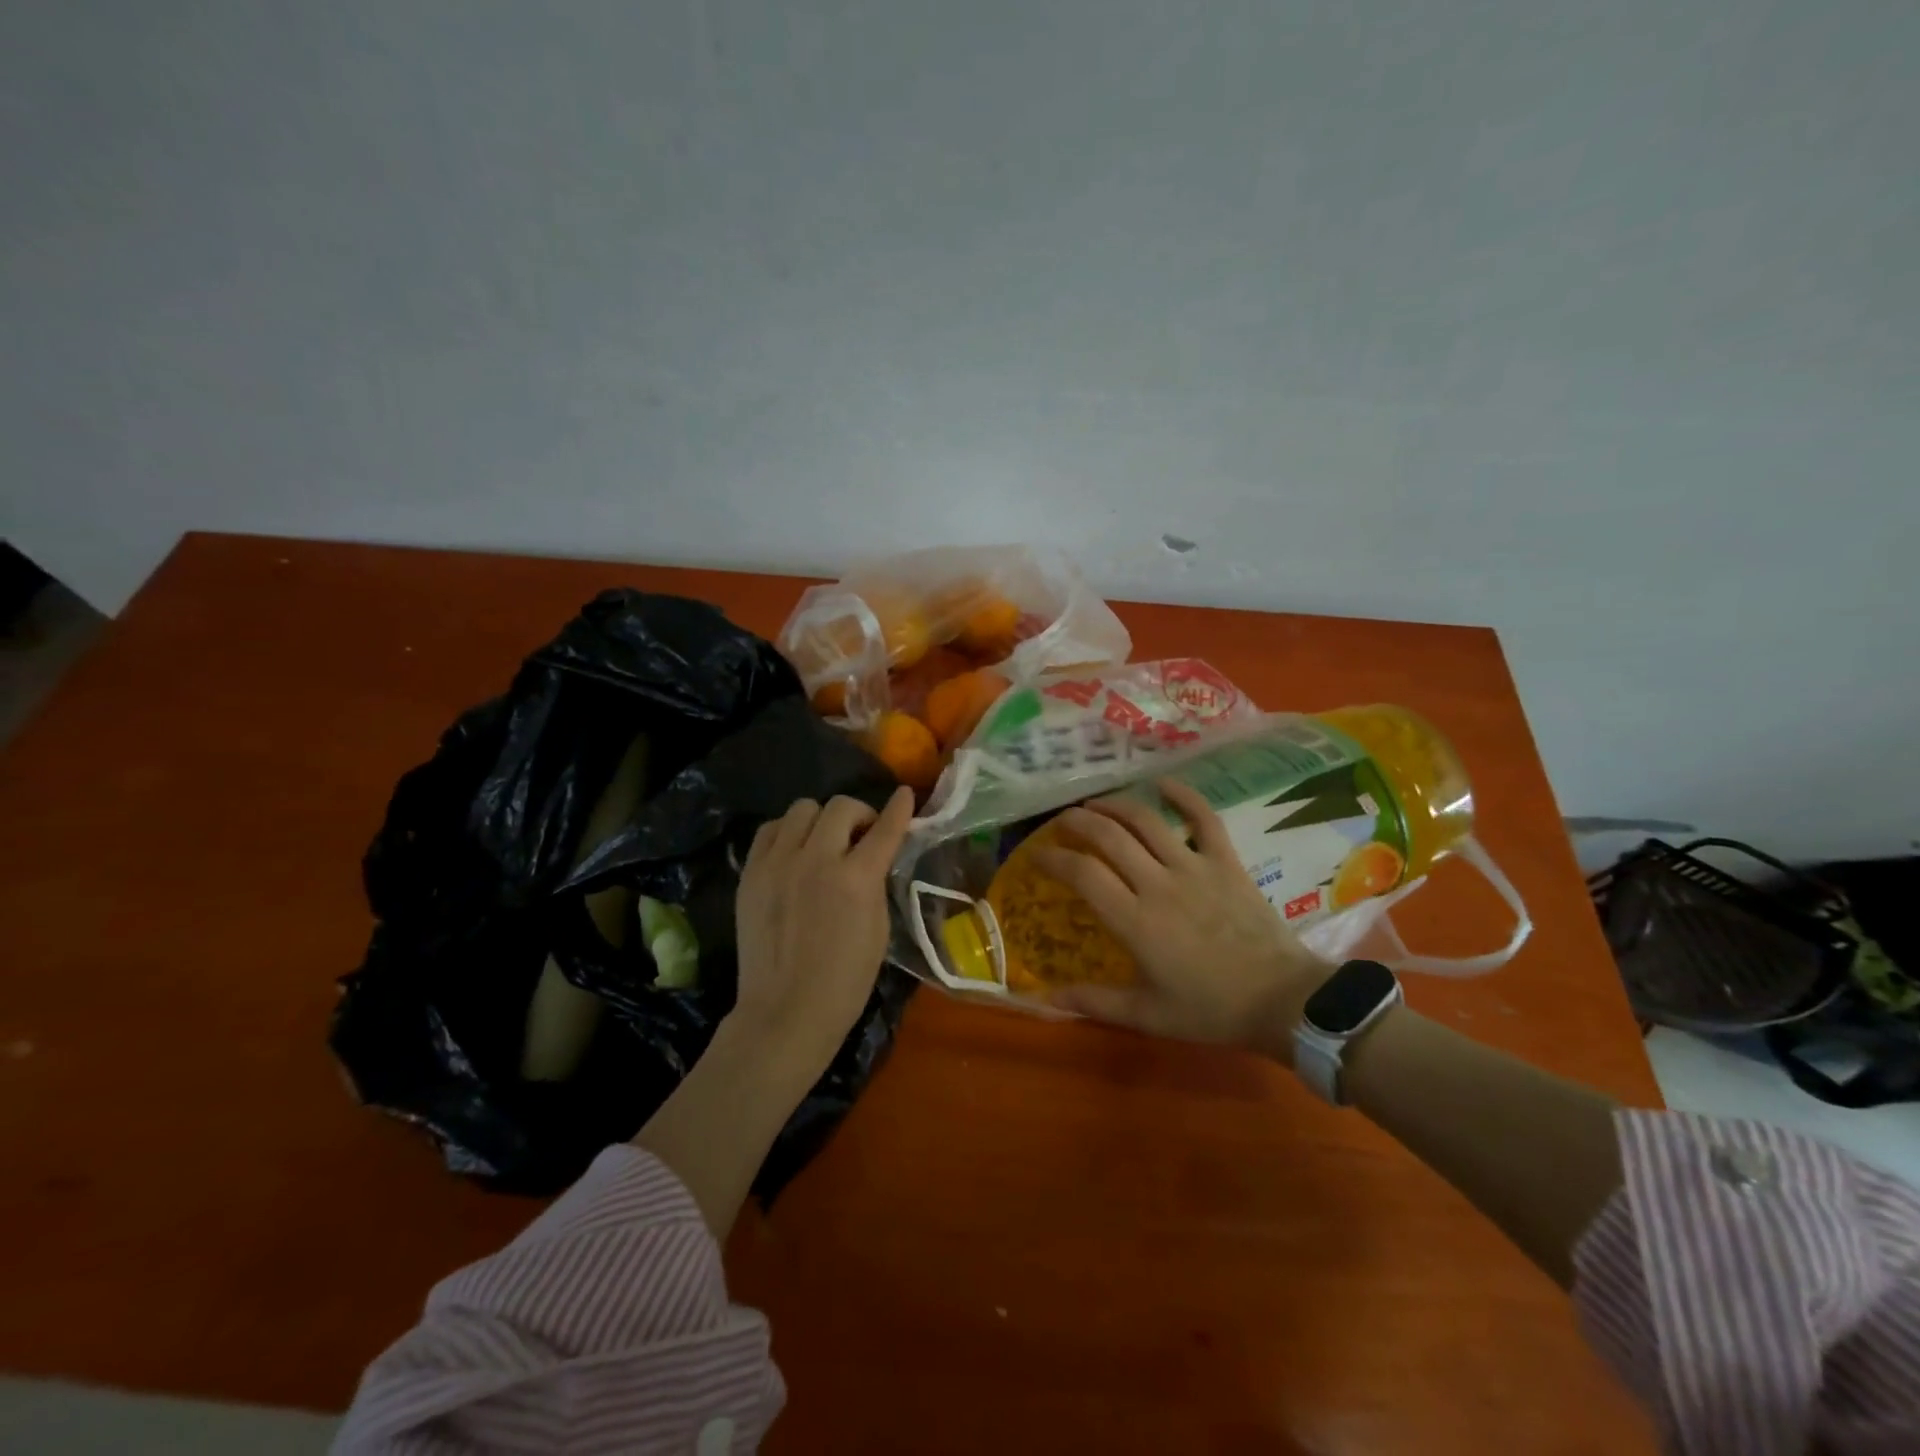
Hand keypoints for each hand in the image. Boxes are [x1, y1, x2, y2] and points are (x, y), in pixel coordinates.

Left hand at [731, 787, 916, 1079]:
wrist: (786, 1011)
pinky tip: (794, 852)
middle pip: (840, 806)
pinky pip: (771, 829)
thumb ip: (875, 882)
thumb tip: (873, 854)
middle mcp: (816, 860)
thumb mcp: (879, 929)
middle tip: (861, 837)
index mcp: (856, 879)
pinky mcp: (751, 873)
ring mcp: (778, 863)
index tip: (905, 795)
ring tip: (824, 843)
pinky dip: (788, 833)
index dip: (900, 809)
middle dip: (859, 815)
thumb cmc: (845, 980)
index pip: (885, 828)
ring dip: (821, 820)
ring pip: (802, 809)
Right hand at [1031, 780, 1331, 1061]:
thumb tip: (1041, 999)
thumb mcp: (1147, 1015)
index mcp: (1135, 920)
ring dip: (1115, 805)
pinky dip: (1183, 795)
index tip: (1037, 854)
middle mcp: (1158, 883)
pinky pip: (1204, 818)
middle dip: (1077, 822)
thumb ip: (1094, 1001)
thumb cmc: (1211, 1010)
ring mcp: (1195, 867)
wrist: (1284, 1001)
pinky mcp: (1226, 861)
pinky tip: (1163, 782)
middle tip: (1061, 821)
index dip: (1054, 858)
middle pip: (1108, 836)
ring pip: (1146, 820)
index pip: (1083, 874)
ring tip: (1094, 802)